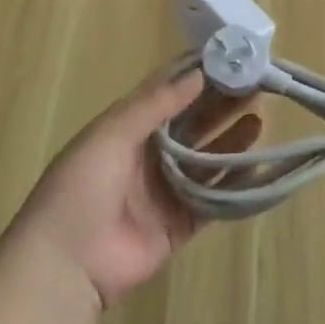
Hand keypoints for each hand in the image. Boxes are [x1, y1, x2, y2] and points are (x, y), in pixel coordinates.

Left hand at [18, 62, 260, 310]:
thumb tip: (199, 72)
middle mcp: (150, 154)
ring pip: (207, 158)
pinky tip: (258, 164)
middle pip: (193, 123)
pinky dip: (236, 181)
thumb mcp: (111, 135)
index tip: (231, 56)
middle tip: (256, 84)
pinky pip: (214, 197)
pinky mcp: (180, 223)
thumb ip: (155, 104)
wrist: (65, 266)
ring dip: (232, 139)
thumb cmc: (81, 189)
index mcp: (128, 129)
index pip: (168, 93)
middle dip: (222, 104)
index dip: (197, 75)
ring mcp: (166, 190)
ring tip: (259, 118)